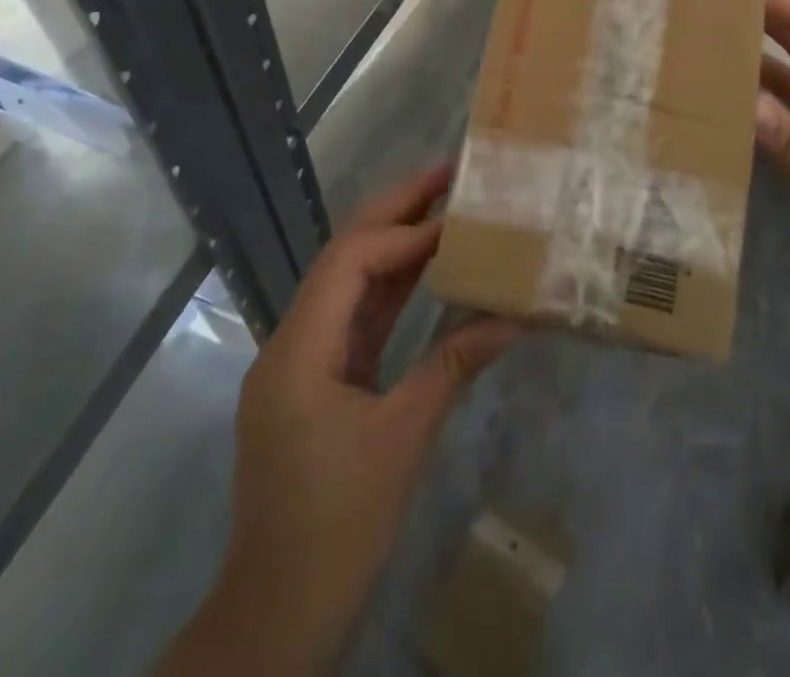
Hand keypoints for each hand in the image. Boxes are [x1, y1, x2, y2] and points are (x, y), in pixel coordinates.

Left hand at [189, 169, 518, 675]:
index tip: (458, 216)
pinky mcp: (319, 382)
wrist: (276, 616)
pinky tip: (429, 271)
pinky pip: (358, 320)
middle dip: (395, 211)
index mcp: (299, 349)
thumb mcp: (402, 441)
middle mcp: (293, 341)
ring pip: (350, 284)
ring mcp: (303, 361)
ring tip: (445, 206)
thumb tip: (513, 318)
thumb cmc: (335, 528)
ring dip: (396, 245)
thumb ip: (453, 367)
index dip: (405, 231)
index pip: (351, 262)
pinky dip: (394, 291)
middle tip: (447, 172)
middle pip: (344, 256)